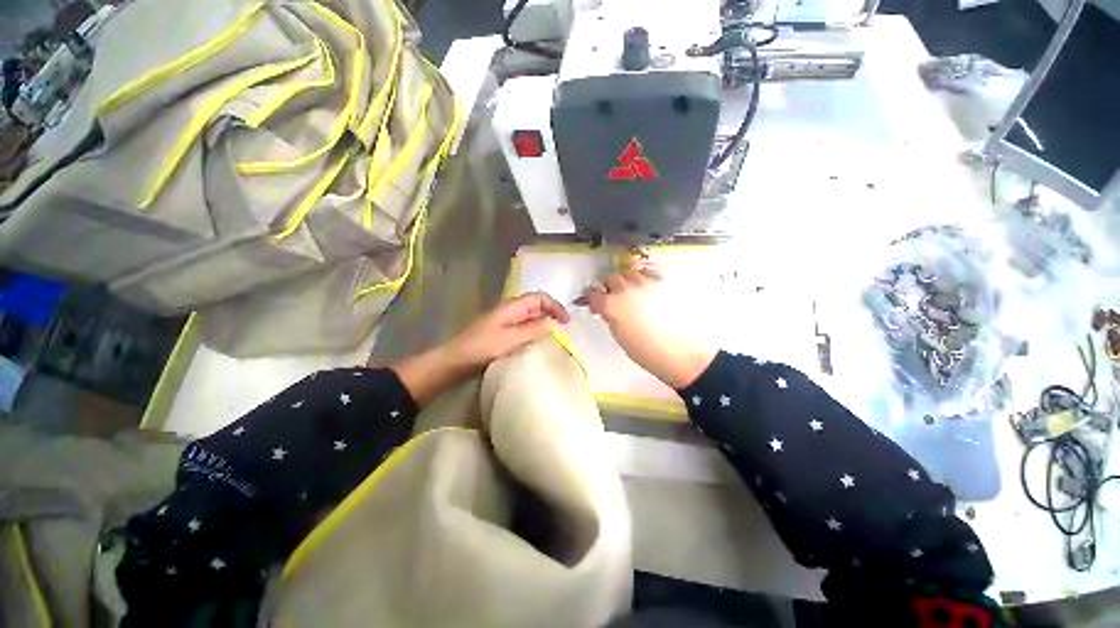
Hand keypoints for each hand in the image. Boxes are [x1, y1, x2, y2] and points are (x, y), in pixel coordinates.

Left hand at [390, 293, 569, 404]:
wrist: (454, 361)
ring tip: (555, 339)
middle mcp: (510, 310)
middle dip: (552, 315)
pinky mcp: (503, 333)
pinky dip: (535, 333)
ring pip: (531, 318)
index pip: (540, 298)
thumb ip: (534, 330)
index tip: (567, 323)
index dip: (555, 307)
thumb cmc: (480, 348)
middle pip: (537, 306)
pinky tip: (538, 345)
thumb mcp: (510, 339)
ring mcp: (506, 322)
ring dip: (544, 325)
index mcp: (512, 306)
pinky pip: (524, 328)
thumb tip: (555, 324)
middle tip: (564, 332)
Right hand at [584, 262, 715, 388]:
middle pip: (611, 278)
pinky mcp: (664, 281)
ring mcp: (645, 283)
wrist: (680, 353)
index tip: (593, 299)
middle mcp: (625, 289)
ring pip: (630, 271)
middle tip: (613, 295)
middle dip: (609, 286)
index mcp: (610, 305)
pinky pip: (650, 270)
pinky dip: (645, 275)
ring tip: (632, 289)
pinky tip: (648, 283)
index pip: (592, 293)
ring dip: (627, 279)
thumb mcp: (619, 336)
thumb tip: (608, 310)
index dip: (591, 296)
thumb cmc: (646, 351)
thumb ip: (611, 317)